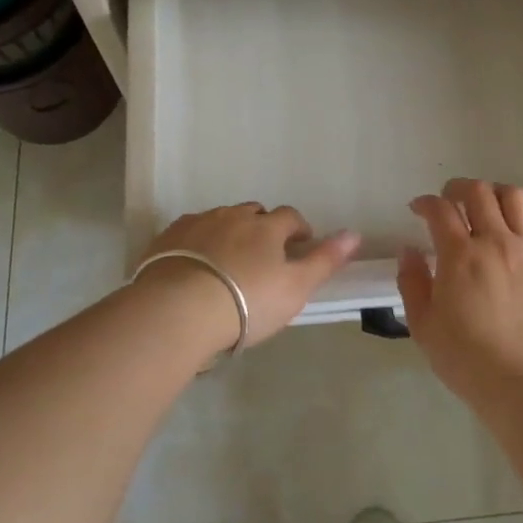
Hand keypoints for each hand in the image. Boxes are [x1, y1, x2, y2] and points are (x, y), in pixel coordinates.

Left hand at [140, 204, 359, 350]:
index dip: (298, 230)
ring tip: (227, 263)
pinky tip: (194, 264)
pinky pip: (189, 231)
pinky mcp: (167, 237)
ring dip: (229, 232)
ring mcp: (198, 223)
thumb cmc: (247, 302)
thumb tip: (354, 233)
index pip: (291, 217)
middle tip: (262, 257)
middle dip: (262, 227)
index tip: (300, 246)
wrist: (179, 310)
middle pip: (254, 213)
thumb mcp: (296, 288)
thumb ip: (325, 260)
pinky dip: (197, 241)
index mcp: (267, 226)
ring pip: (220, 219)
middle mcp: (233, 216)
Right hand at [397, 178, 522, 407]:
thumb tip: (409, 251)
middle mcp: (495, 242)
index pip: (440, 209)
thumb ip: (412, 282)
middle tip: (449, 200)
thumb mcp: (423, 325)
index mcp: (460, 255)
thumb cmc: (466, 359)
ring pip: (514, 198)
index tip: (418, 209)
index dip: (425, 203)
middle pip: (478, 192)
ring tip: (486, 207)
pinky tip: (517, 235)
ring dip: (494, 194)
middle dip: (457, 188)